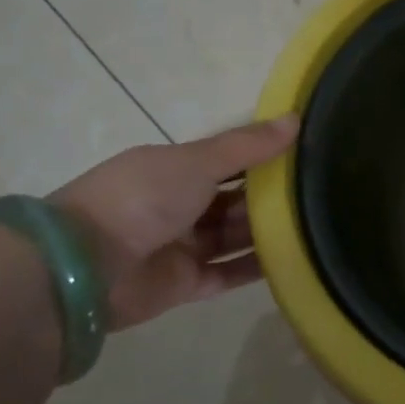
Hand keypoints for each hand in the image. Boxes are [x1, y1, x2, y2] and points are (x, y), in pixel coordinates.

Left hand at [53, 116, 297, 328]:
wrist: (83, 267)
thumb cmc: (140, 198)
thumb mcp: (196, 161)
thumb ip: (247, 146)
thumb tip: (296, 119)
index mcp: (172, 170)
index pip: (225, 160)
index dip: (261, 156)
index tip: (304, 152)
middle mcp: (177, 206)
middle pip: (232, 199)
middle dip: (269, 196)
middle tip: (321, 191)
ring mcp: (181, 246)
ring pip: (234, 236)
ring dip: (267, 231)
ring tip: (317, 224)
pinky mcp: (185, 284)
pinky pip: (229, 273)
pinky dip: (257, 267)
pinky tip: (294, 258)